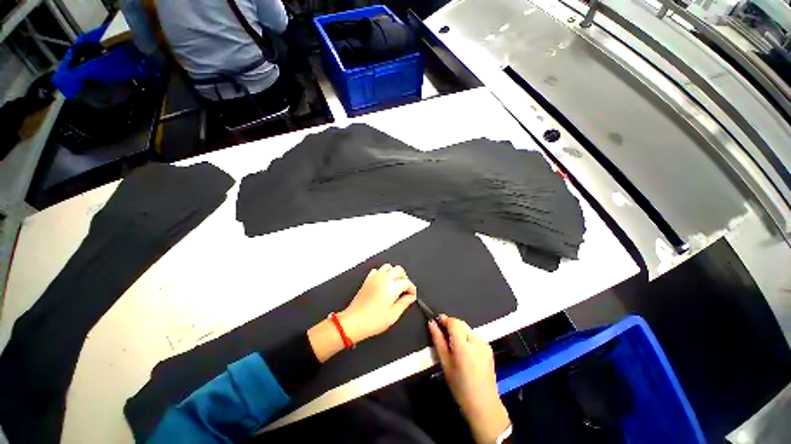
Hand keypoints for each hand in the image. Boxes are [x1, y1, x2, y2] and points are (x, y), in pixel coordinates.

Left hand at [339, 264, 416, 342]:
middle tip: (405, 291)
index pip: (407, 282)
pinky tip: (383, 283)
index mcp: (392, 286)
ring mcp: (375, 277)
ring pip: (389, 267)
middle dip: (405, 279)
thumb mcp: (393, 315)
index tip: (412, 296)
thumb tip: (411, 296)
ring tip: (395, 285)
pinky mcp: (368, 279)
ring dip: (394, 273)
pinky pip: (378, 270)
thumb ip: (404, 303)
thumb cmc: (374, 320)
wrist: (354, 321)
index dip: (412, 289)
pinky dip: (383, 273)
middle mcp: (384, 278)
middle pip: (399, 271)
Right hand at [430, 316, 510, 443]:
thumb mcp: (445, 364)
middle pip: (460, 323)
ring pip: (467, 328)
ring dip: (458, 331)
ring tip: (453, 345)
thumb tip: (432, 323)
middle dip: (451, 325)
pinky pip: (474, 335)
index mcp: (464, 346)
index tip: (436, 322)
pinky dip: (466, 337)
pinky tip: (464, 351)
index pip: (453, 322)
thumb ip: (438, 341)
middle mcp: (476, 341)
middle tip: (442, 335)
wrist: (484, 405)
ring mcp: (484, 344)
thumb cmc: (460, 387)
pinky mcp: (488, 348)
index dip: (444, 320)